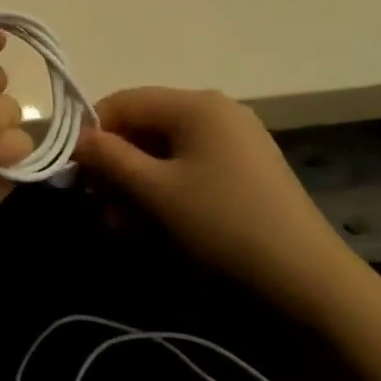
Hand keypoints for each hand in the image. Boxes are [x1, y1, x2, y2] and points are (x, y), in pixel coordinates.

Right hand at [73, 88, 343, 292]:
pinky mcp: (244, 170)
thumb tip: (77, 139)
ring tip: (121, 225)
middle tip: (97, 206)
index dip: (93, 132)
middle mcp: (216, 111)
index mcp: (196, 104)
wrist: (306, 279)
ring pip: (165, 151)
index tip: (74, 172)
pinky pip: (190, 168)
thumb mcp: (156, 192)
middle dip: (116, 165)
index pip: (124, 101)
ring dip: (136, 183)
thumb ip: (110, 159)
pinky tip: (152, 225)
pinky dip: (165, 190)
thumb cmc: (223, 225)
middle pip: (145, 126)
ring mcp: (234, 141)